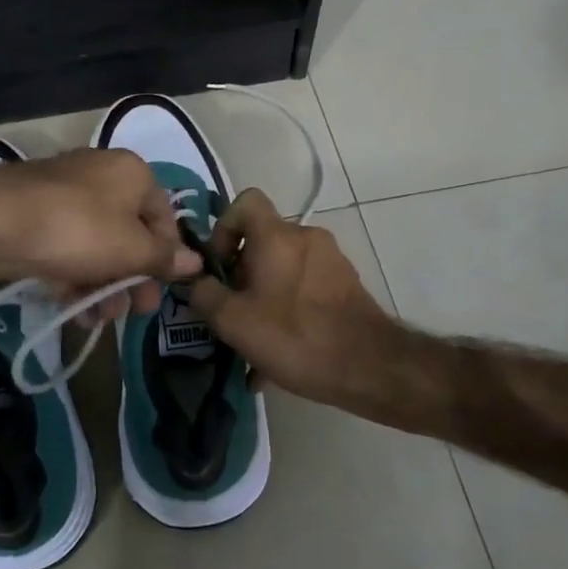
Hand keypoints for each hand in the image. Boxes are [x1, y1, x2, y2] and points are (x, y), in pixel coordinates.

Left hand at [0, 148, 200, 322]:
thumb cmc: (76, 230)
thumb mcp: (130, 249)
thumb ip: (164, 258)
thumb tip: (196, 262)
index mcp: (131, 173)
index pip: (164, 216)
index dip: (168, 257)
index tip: (163, 291)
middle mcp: (100, 176)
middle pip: (130, 233)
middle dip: (133, 278)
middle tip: (133, 312)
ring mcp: (64, 196)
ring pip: (97, 246)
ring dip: (104, 286)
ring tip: (100, 318)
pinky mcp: (35, 218)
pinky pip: (67, 249)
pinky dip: (75, 278)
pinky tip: (76, 310)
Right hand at [185, 190, 401, 409]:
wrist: (371, 367)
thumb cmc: (295, 336)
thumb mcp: (234, 321)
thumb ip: (205, 295)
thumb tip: (197, 282)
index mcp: (277, 236)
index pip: (245, 202)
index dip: (223, 228)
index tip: (219, 266)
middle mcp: (306, 238)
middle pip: (261, 242)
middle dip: (240, 275)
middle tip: (230, 313)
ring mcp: (330, 261)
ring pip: (282, 271)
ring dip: (262, 299)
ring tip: (251, 344)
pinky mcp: (345, 287)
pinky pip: (303, 290)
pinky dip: (286, 313)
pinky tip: (276, 360)